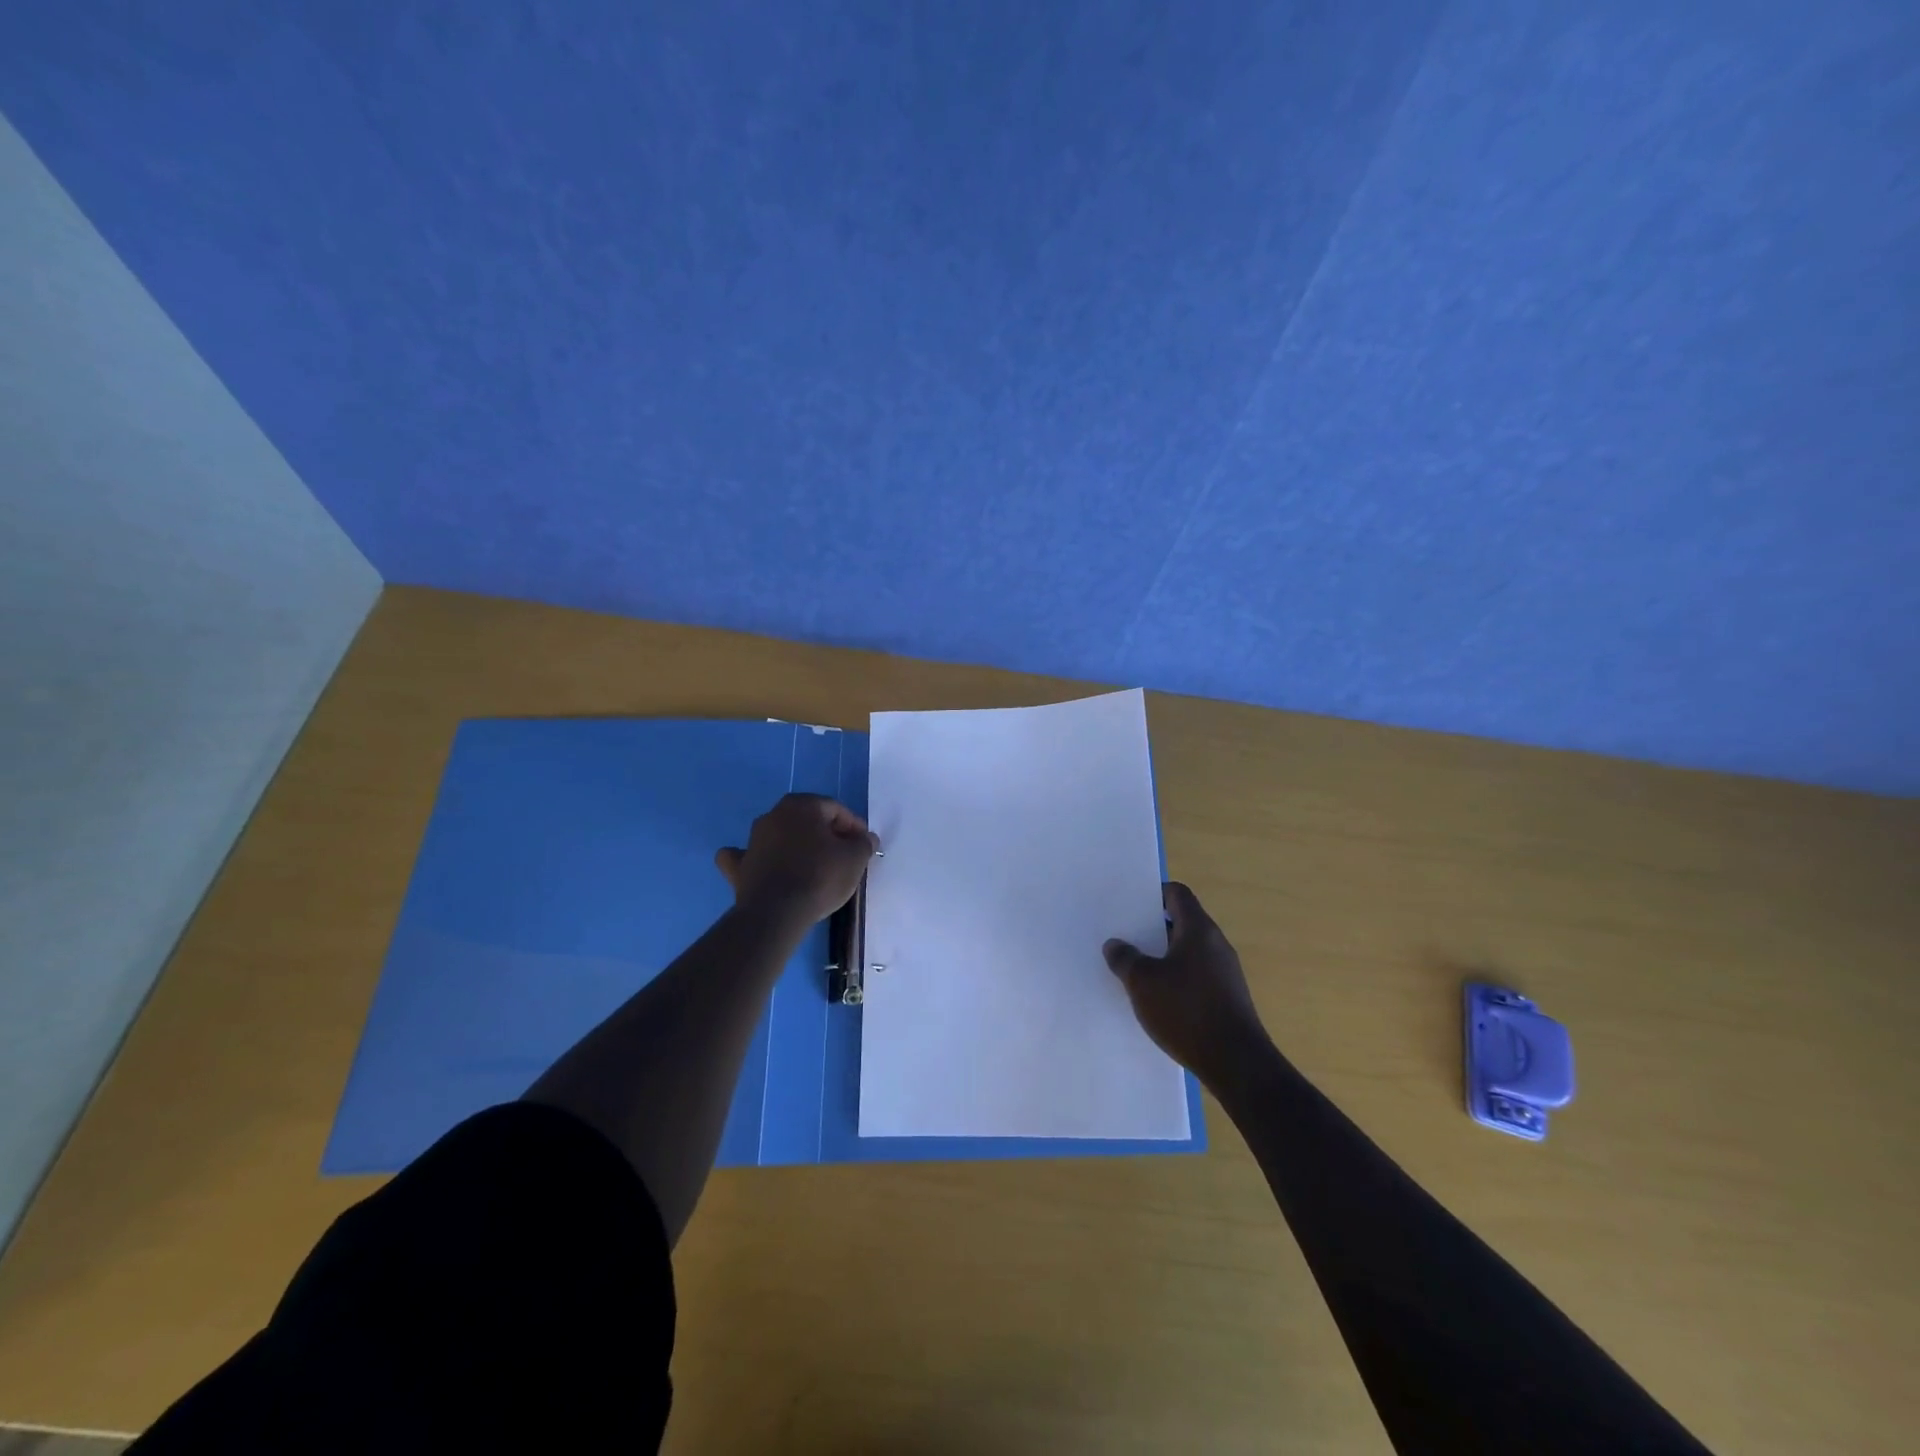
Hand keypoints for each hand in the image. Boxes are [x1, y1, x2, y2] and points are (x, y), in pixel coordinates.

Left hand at [715, 793, 877, 925]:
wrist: (777, 912)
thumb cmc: (820, 876)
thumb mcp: (855, 858)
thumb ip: (864, 843)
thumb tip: (866, 838)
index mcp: (802, 805)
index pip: (835, 810)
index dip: (853, 827)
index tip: (863, 846)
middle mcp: (773, 815)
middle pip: (807, 821)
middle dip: (825, 835)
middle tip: (842, 856)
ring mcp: (752, 840)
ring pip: (779, 835)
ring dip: (794, 845)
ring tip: (812, 867)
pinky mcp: (738, 866)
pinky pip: (746, 856)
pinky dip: (755, 859)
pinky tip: (761, 865)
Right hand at [1104, 883, 1270, 1084]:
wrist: (1236, 1063)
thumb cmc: (1186, 1011)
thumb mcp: (1142, 982)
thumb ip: (1125, 958)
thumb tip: (1115, 944)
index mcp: (1198, 929)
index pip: (1177, 894)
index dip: (1154, 894)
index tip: (1130, 905)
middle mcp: (1216, 944)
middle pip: (1182, 922)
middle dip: (1153, 928)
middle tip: (1124, 937)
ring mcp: (1225, 972)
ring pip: (1188, 952)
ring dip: (1163, 957)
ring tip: (1134, 970)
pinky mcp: (1227, 998)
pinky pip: (1196, 976)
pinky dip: (1176, 979)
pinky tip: (1157, 1000)